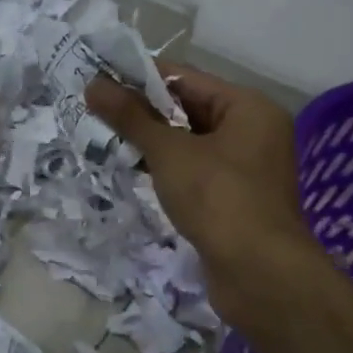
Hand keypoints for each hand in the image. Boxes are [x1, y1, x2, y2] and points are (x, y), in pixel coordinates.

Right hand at [86, 65, 318, 330]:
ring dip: (152, 142)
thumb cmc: (218, 199)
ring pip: (190, 143)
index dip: (140, 77)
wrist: (260, 275)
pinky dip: (167, 169)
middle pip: (189, 109)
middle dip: (143, 112)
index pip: (186, 78)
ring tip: (105, 138)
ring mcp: (247, 168)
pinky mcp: (235, 199)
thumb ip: (131, 117)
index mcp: (248, 107)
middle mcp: (253, 131)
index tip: (99, 79)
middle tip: (95, 110)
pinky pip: (195, 171)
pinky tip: (133, 170)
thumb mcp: (169, 152)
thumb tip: (93, 84)